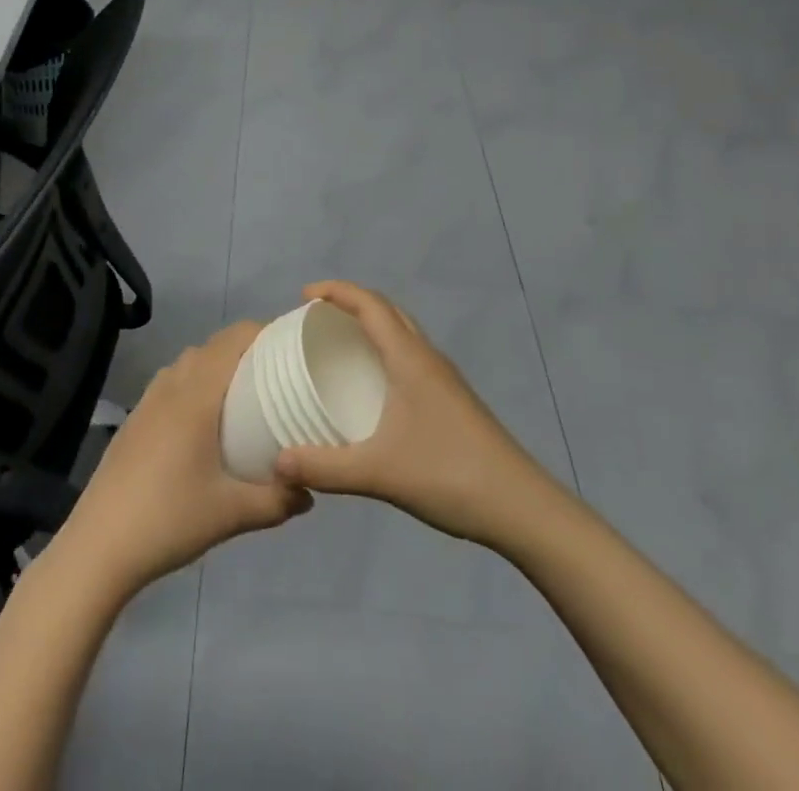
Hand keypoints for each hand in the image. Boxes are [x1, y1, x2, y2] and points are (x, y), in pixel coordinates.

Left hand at [51, 321, 311, 600]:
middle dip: (247, 349)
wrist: (99, 545)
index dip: (265, 332)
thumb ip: (277, 500)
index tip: (292, 349)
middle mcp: (172, 384)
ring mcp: (149, 399)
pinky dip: (195, 383)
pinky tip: (206, 423)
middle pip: (214, 345)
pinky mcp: (136, 418)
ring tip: (246, 395)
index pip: (234, 337)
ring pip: (190, 362)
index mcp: (197, 393)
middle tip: (279, 375)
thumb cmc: (169, 518)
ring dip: (218, 365)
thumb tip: (310, 491)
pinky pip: (173, 382)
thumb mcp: (232, 513)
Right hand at [272, 280, 560, 547]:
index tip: (303, 295)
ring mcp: (444, 379)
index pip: (370, 304)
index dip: (336, 291)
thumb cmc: (449, 474)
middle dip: (351, 303)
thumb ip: (325, 467)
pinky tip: (374, 386)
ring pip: (403, 332)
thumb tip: (277, 462)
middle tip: (317, 318)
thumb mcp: (378, 472)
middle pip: (387, 310)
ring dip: (372, 325)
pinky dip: (386, 351)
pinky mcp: (452, 400)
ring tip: (340, 345)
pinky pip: (411, 356)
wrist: (521, 507)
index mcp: (410, 358)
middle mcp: (427, 357)